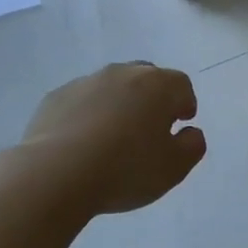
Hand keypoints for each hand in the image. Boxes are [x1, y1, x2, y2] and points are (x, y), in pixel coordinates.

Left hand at [23, 62, 205, 214]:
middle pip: (146, 77)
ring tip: (114, 137)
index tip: (181, 123)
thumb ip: (192, 146)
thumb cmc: (126, 170)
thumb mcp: (174, 168)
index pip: (181, 85)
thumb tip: (191, 132)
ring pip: (111, 87)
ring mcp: (85, 82)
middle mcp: (122, 74)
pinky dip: (89, 114)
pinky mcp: (55, 97)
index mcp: (157, 86)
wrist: (56, 174)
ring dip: (119, 104)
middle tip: (151, 127)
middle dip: (153, 98)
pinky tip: (83, 143)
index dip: (185, 103)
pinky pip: (82, 101)